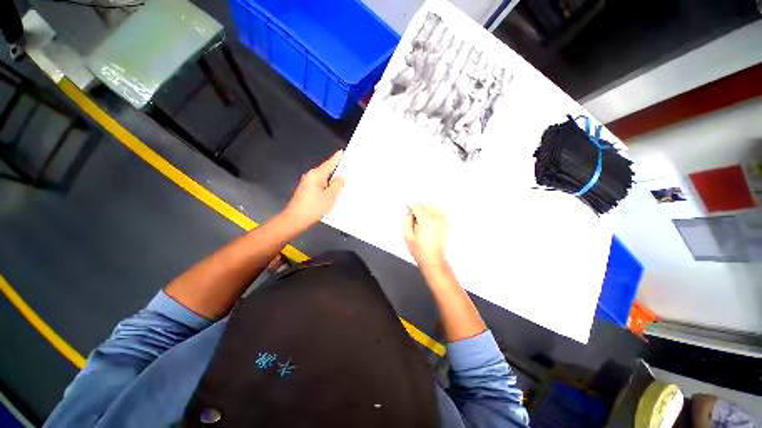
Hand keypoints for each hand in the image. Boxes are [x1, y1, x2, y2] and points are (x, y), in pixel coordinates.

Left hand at [283, 150, 344, 229]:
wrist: (295, 219)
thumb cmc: (313, 207)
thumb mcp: (330, 196)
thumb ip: (337, 185)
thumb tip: (341, 177)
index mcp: (316, 175)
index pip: (329, 163)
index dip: (337, 158)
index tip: (343, 151)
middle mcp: (311, 176)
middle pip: (326, 169)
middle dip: (337, 168)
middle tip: (348, 166)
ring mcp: (308, 183)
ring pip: (324, 178)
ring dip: (333, 177)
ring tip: (345, 177)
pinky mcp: (307, 190)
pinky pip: (321, 184)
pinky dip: (328, 184)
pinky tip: (335, 188)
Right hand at [403, 204, 448, 267]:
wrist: (433, 259)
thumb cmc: (421, 251)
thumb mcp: (407, 235)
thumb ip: (407, 220)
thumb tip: (409, 212)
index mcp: (426, 221)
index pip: (417, 206)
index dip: (411, 210)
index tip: (409, 215)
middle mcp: (437, 219)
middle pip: (425, 205)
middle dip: (418, 210)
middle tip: (415, 222)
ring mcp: (443, 220)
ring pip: (431, 207)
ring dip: (425, 212)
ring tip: (422, 224)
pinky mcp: (446, 222)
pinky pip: (437, 211)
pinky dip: (432, 214)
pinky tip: (429, 224)